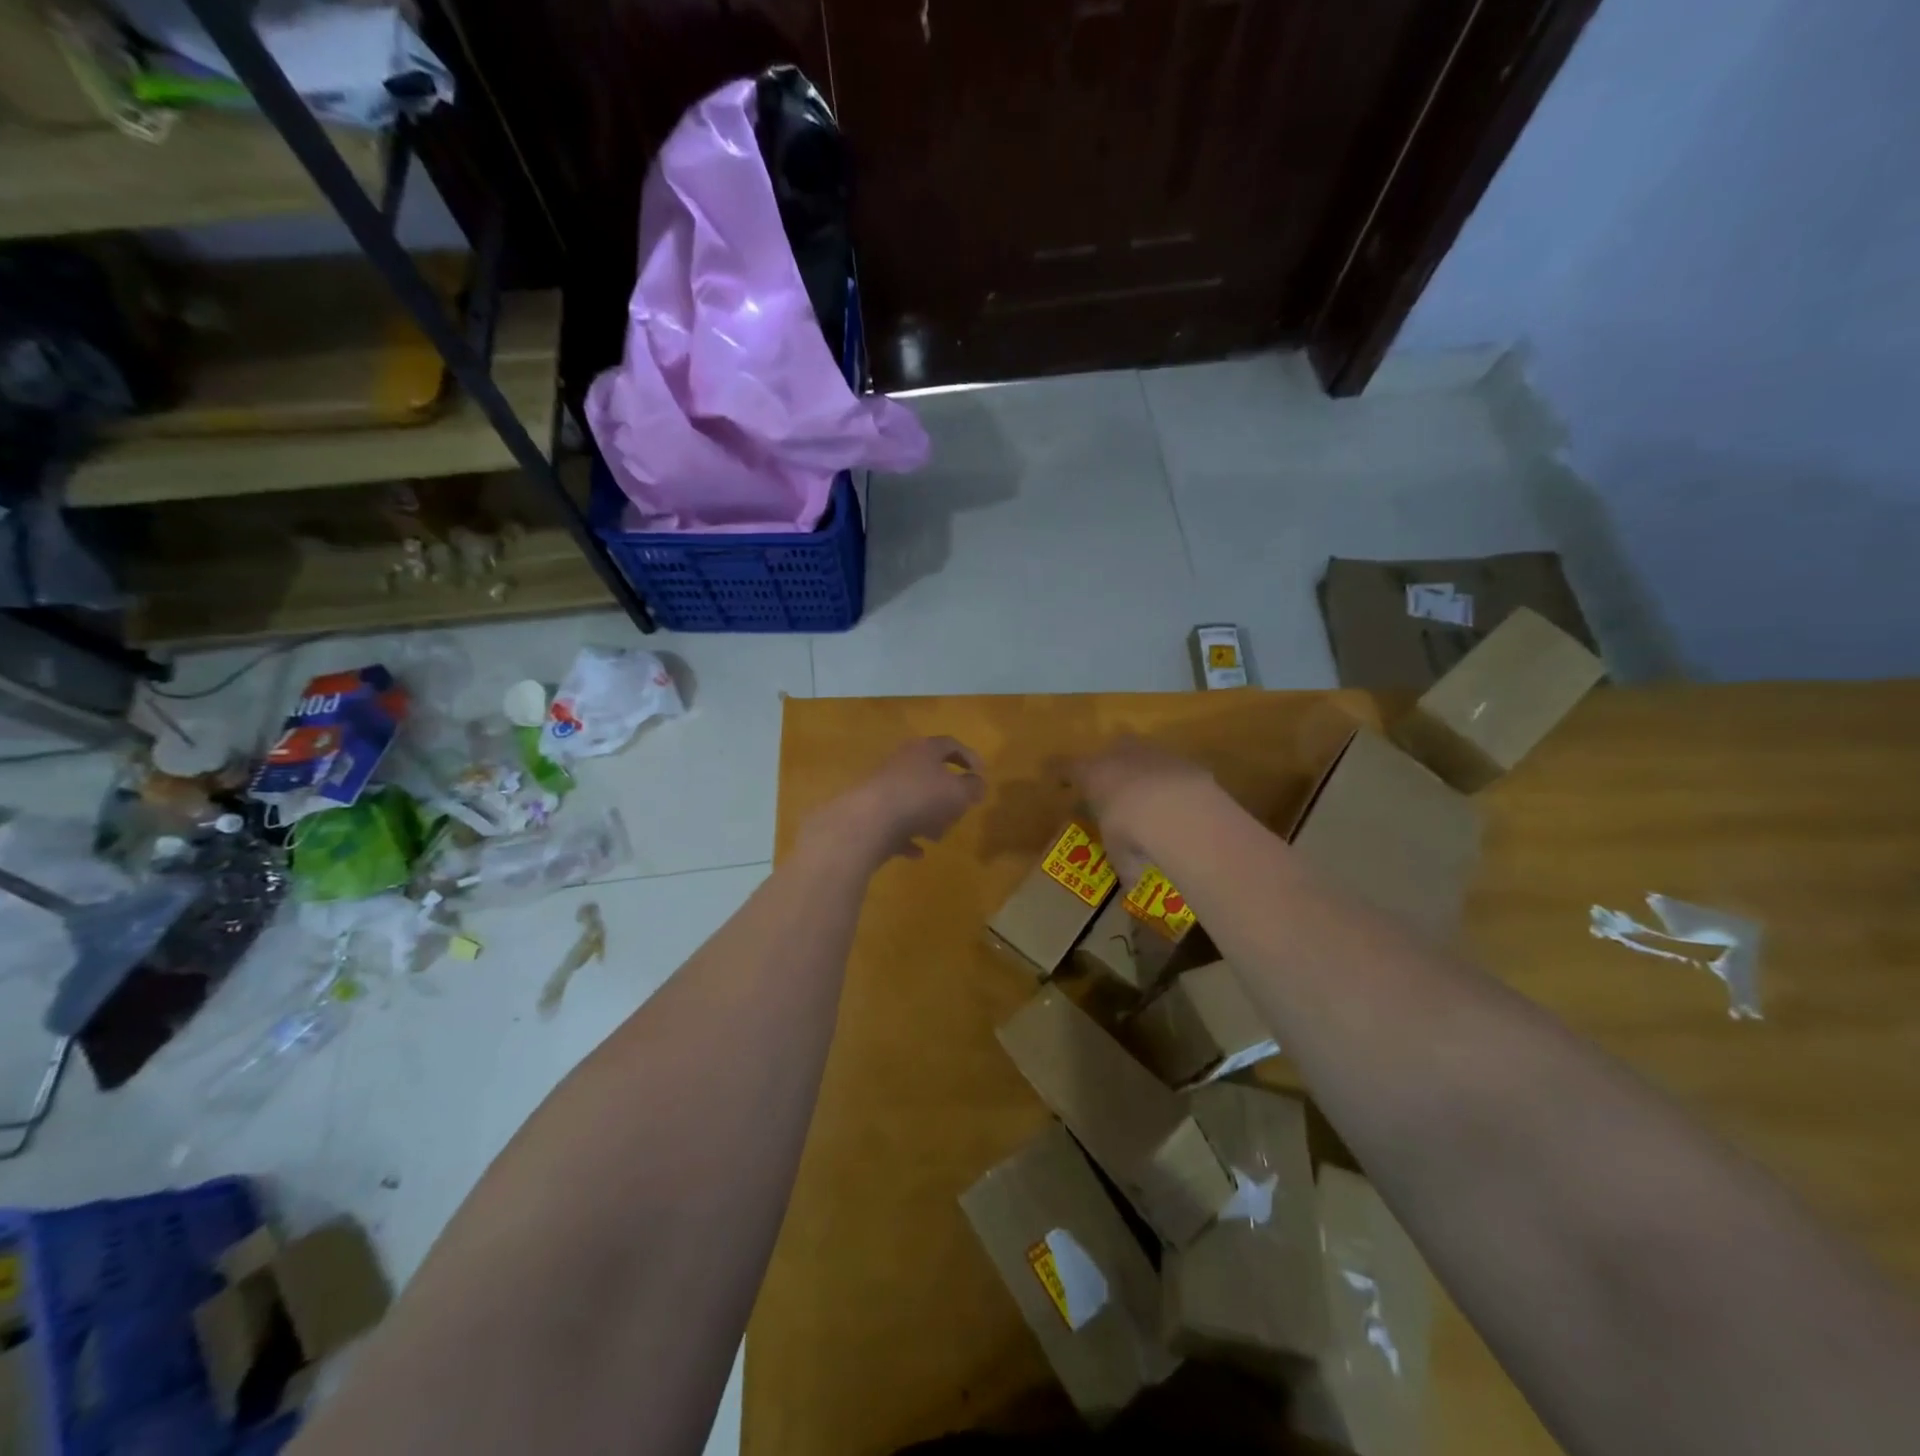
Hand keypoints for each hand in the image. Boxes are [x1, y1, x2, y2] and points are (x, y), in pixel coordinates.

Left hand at [807, 736, 986, 865]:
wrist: (868, 822)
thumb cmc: (921, 799)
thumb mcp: (959, 793)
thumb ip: (973, 787)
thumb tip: (977, 784)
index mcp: (924, 751)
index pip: (950, 745)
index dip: (969, 757)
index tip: (981, 774)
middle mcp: (901, 763)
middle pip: (929, 773)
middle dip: (947, 793)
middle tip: (960, 809)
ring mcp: (882, 788)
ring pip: (912, 799)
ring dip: (927, 816)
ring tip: (938, 835)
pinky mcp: (870, 813)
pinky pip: (894, 824)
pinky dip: (907, 836)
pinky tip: (917, 852)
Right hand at [1063, 737, 1214, 880]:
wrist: (1178, 809)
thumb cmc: (1130, 828)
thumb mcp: (1119, 850)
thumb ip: (1123, 860)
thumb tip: (1129, 884)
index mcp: (1092, 774)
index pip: (1067, 768)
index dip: (1062, 774)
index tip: (1061, 781)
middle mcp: (1119, 755)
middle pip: (1110, 752)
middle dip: (1112, 767)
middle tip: (1115, 788)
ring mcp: (1153, 753)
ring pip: (1144, 757)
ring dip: (1145, 774)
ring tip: (1152, 799)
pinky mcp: (1184, 760)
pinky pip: (1173, 770)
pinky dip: (1173, 784)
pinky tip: (1180, 804)